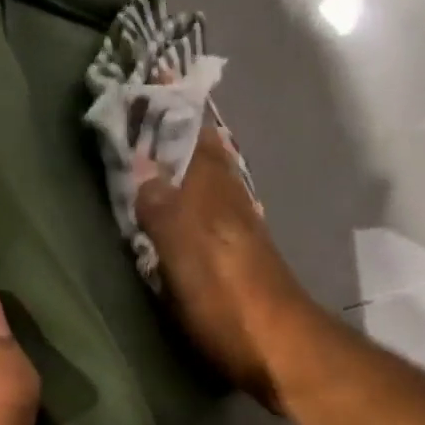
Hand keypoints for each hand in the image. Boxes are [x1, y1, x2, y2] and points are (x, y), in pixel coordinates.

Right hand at [132, 127, 320, 411]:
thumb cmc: (229, 302)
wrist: (282, 350)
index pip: (194, 134)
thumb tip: (142, 163)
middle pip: (205, 153)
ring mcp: (239, 230)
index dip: (176, 105)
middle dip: (181, 126)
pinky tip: (188, 201)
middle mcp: (229, 203)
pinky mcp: (241, 256)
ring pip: (212, 178)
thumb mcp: (186, 256)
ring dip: (190, 156)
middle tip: (150, 104)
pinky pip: (213, 207)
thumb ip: (162, 209)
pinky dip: (197, 191)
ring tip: (162, 143)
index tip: (155, 74)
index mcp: (213, 195)